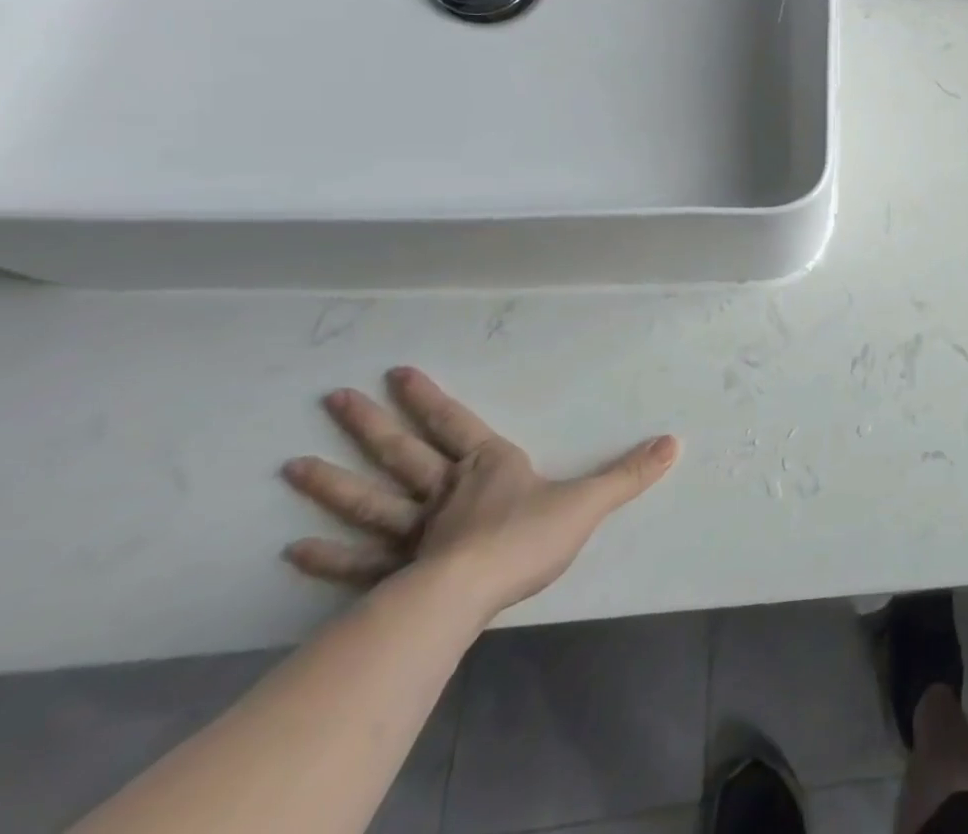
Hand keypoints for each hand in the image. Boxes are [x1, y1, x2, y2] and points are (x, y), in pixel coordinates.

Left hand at [282, 367, 678, 621]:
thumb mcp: (589, 501)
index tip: (396, 372)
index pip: (455, 422)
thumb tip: (675, 442)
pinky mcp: (394, 575)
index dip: (428, 398)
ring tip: (293, 464)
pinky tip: (294, 549)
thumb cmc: (527, 538)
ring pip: (370, 500)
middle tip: (332, 398)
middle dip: (370, 424)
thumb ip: (629, 473)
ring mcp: (413, 533)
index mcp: (487, 466)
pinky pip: (357, 562)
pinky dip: (326, 556)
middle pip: (402, 452)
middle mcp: (444, 491)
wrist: (469, 596)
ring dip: (332, 483)